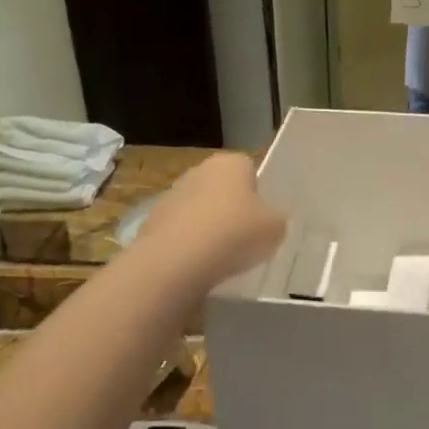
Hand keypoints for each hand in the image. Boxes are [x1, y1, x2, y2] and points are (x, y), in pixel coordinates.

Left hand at [145, 153, 284, 285]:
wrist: (175, 262)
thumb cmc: (234, 234)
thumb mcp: (276, 228)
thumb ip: (276, 219)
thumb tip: (269, 220)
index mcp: (230, 163)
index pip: (250, 169)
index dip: (259, 192)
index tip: (264, 216)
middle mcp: (198, 171)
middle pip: (223, 188)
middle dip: (233, 208)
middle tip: (247, 236)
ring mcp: (171, 195)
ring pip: (200, 210)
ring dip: (210, 227)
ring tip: (223, 256)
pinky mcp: (152, 223)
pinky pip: (181, 231)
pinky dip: (190, 244)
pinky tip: (200, 265)